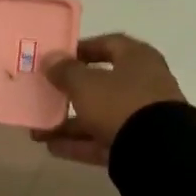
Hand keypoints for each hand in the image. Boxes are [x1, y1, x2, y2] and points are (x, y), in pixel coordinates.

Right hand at [31, 33, 185, 165]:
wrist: (157, 152)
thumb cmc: (120, 103)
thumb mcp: (85, 84)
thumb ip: (65, 71)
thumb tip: (50, 59)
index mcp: (137, 59)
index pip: (108, 44)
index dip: (81, 48)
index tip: (56, 59)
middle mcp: (143, 84)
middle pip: (101, 84)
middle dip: (69, 92)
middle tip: (44, 95)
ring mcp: (141, 116)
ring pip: (99, 115)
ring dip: (69, 122)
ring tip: (38, 130)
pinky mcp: (137, 144)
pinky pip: (102, 140)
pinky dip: (79, 143)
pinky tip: (51, 147)